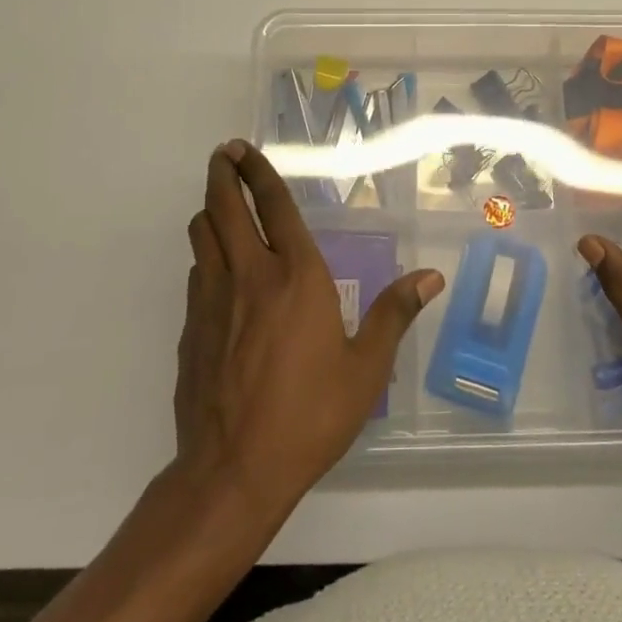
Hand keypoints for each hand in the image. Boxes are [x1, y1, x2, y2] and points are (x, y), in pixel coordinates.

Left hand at [174, 141, 443, 519]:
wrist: (232, 472)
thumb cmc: (309, 415)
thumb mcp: (366, 369)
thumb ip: (394, 314)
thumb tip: (431, 277)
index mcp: (296, 276)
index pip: (274, 206)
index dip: (258, 172)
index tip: (244, 149)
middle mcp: (249, 276)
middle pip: (225, 208)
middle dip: (223, 175)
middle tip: (224, 155)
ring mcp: (212, 301)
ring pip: (202, 236)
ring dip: (211, 212)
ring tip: (223, 206)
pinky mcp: (191, 329)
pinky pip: (197, 274)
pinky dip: (207, 257)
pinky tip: (220, 272)